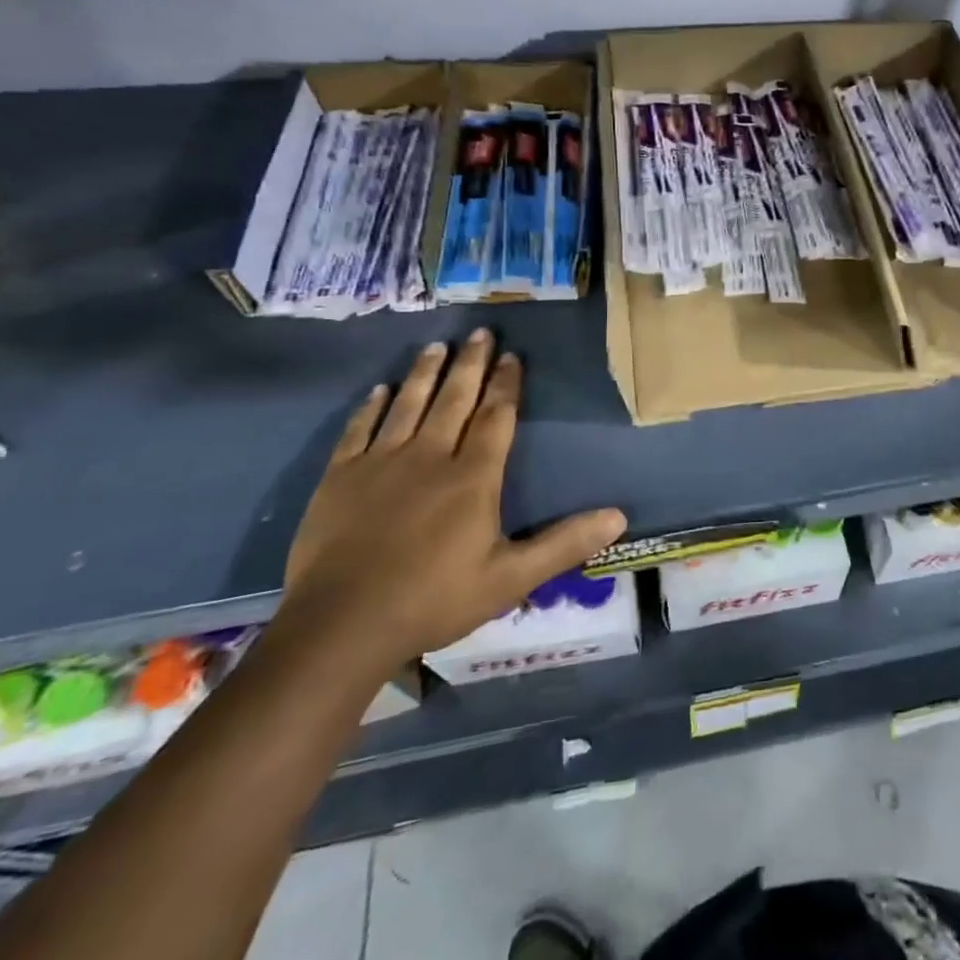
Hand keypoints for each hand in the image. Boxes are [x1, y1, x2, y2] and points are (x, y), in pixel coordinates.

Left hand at [278, 333, 625, 672]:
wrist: (341, 626)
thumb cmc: (434, 599)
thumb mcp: (511, 578)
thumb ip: (564, 543)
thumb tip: (619, 516)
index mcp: (473, 477)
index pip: (496, 418)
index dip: (507, 385)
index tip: (512, 356)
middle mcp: (429, 457)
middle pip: (454, 399)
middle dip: (470, 364)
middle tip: (479, 332)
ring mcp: (380, 464)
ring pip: (408, 405)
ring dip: (424, 373)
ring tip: (436, 346)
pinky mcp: (340, 478)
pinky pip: (359, 430)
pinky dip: (371, 407)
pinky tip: (379, 390)